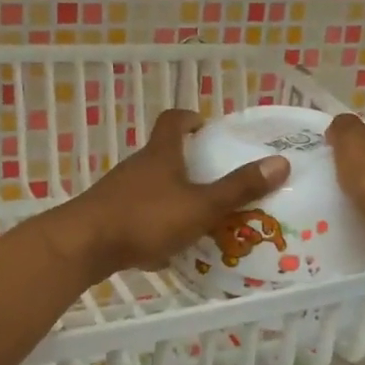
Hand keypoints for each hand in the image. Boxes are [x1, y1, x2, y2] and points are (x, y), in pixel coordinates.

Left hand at [51, 110, 289, 281]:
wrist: (83, 246)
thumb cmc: (145, 218)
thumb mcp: (200, 206)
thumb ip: (238, 188)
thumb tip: (280, 162)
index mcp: (161, 154)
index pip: (173, 121)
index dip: (190, 118)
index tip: (206, 126)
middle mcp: (138, 166)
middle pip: (163, 154)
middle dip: (188, 162)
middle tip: (215, 178)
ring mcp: (119, 192)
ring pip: (151, 186)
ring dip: (173, 194)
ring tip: (199, 215)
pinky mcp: (108, 217)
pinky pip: (138, 213)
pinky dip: (156, 222)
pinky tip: (169, 246)